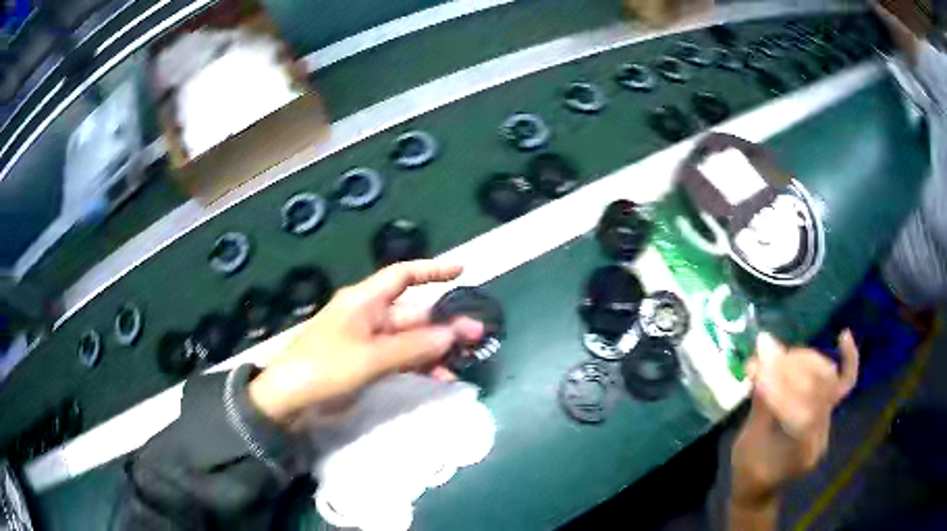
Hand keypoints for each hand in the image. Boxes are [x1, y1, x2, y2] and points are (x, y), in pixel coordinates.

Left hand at [248, 261, 483, 422]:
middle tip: (477, 335)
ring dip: (436, 348)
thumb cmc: (326, 368)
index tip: (462, 271)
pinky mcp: (368, 362)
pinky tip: (441, 376)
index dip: (432, 270)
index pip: (403, 276)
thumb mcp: (371, 358)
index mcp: (365, 301)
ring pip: (411, 338)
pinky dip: (420, 365)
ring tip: (464, 360)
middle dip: (444, 323)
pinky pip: (401, 358)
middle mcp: (369, 316)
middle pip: (414, 312)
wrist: (290, 399)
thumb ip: (414, 347)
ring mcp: (369, 341)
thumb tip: (453, 335)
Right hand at [731, 331, 858, 507]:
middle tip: (766, 357)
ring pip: (829, 379)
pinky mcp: (828, 412)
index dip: (780, 388)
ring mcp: (827, 423)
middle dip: (792, 368)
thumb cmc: (748, 469)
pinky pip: (844, 383)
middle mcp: (821, 436)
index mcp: (800, 454)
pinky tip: (844, 336)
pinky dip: (847, 359)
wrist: (760, 487)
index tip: (756, 371)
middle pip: (820, 390)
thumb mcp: (748, 440)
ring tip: (779, 355)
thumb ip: (760, 398)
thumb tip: (761, 354)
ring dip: (804, 360)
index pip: (803, 413)